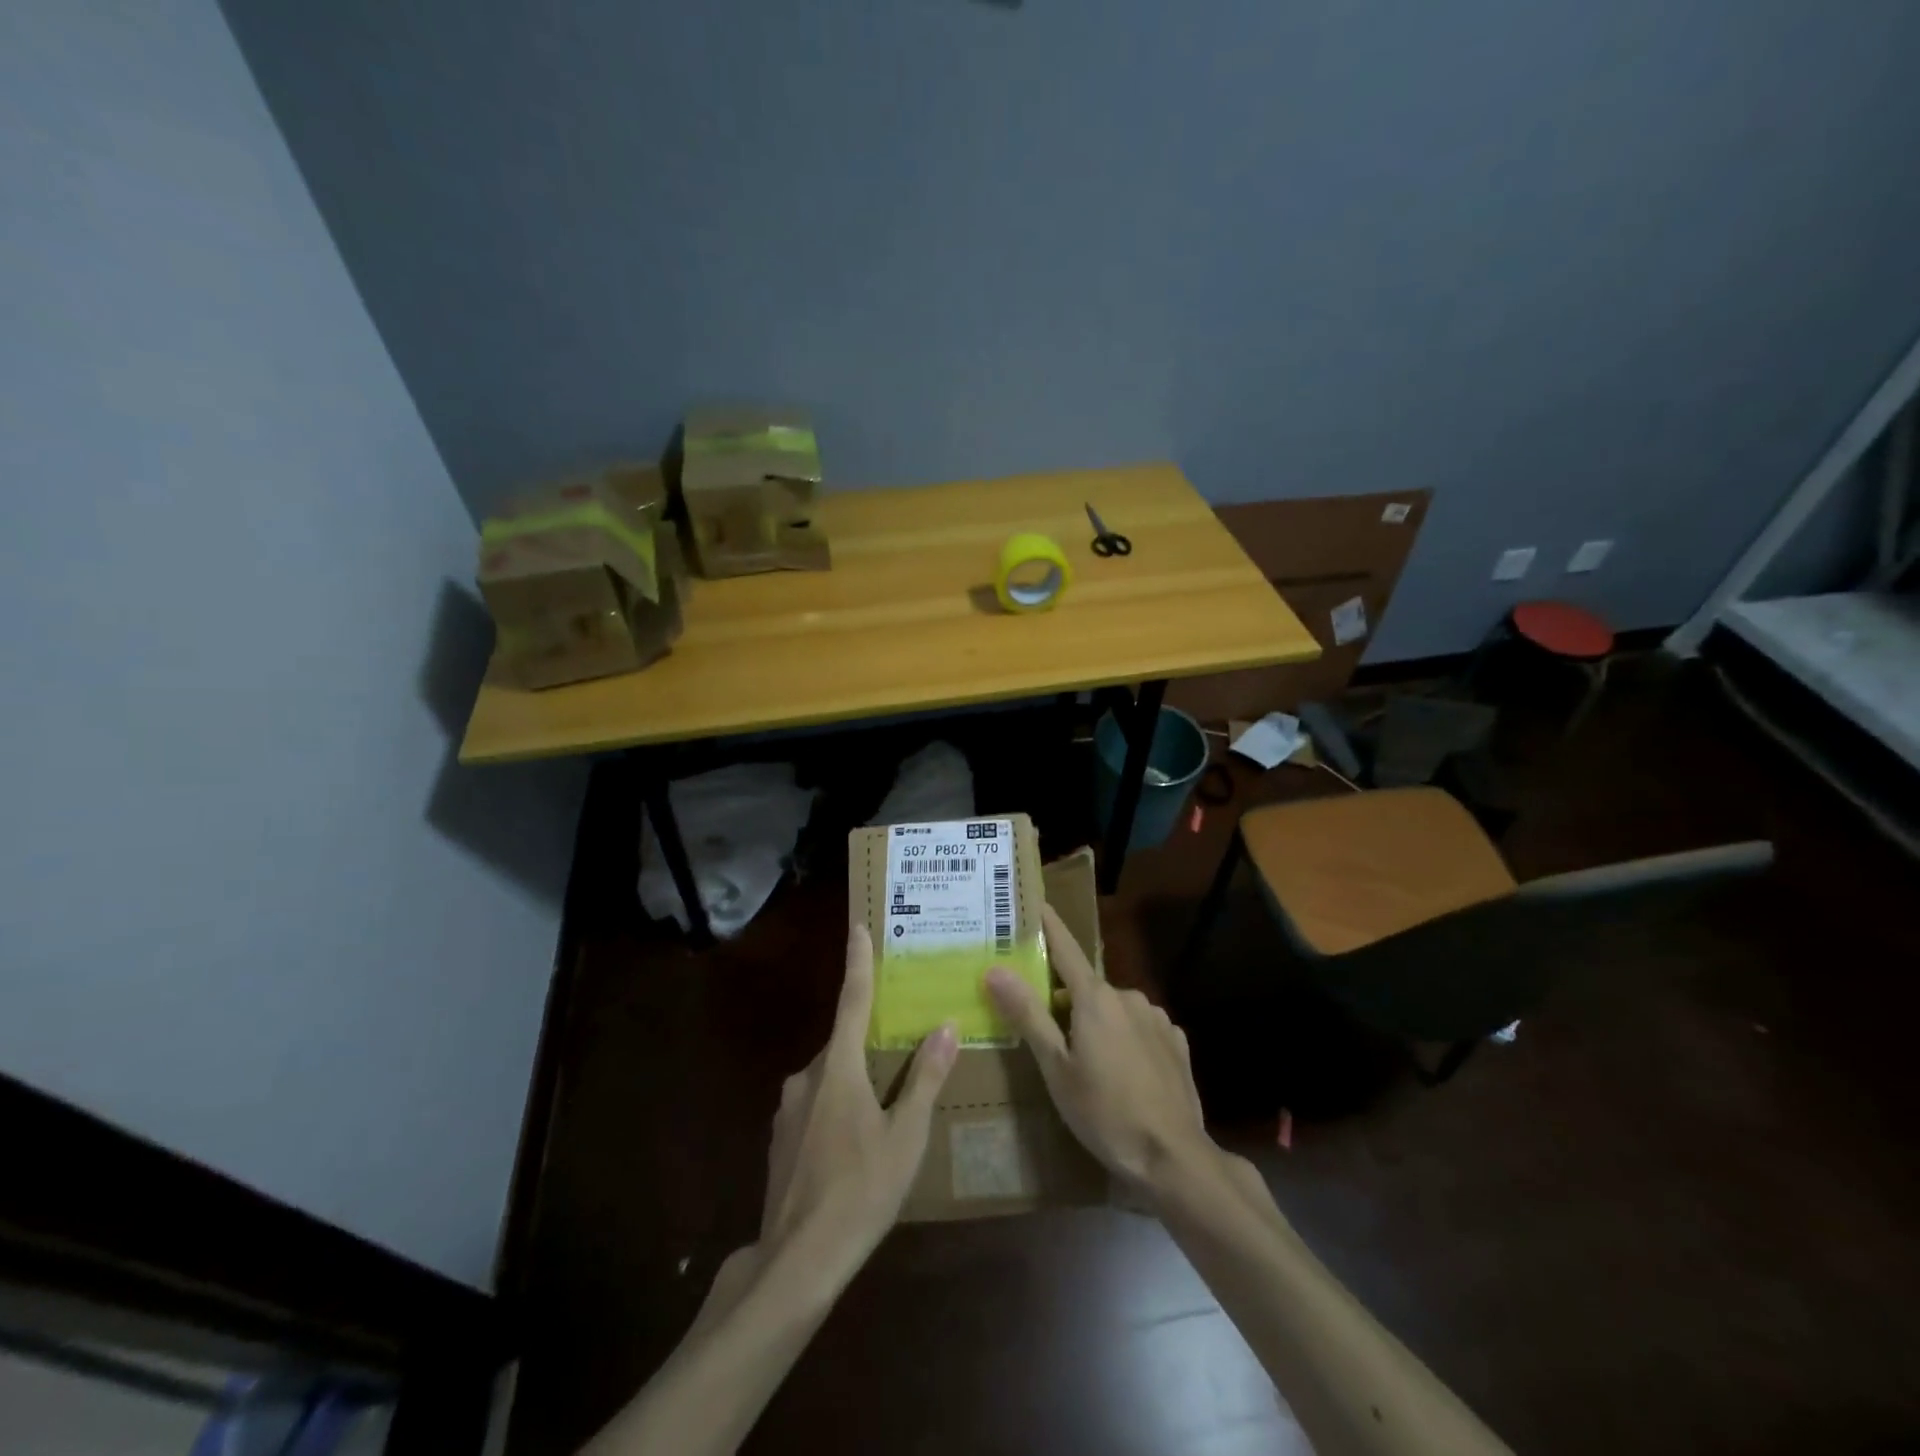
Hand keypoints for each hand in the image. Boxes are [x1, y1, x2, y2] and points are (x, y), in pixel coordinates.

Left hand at [758, 923, 957, 1276]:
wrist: (796, 1262)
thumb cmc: (861, 1191)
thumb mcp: (906, 1136)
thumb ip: (925, 1079)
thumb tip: (944, 1026)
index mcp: (838, 1068)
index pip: (852, 1000)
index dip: (857, 962)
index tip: (857, 927)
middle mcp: (806, 1077)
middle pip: (843, 1044)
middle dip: (868, 1040)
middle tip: (900, 1047)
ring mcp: (787, 1110)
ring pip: (828, 1077)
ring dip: (853, 1080)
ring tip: (883, 1107)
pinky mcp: (779, 1140)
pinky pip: (814, 1106)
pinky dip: (836, 1108)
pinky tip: (853, 1145)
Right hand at [984, 904, 1211, 1196]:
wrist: (1173, 1157)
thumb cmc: (1104, 1112)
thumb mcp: (1055, 1067)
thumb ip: (1027, 1014)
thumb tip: (994, 969)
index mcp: (1095, 998)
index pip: (1065, 948)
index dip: (1048, 925)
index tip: (1035, 902)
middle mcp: (1128, 996)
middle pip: (1086, 987)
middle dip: (1066, 1000)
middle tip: (1048, 1032)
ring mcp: (1157, 1018)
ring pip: (1114, 1009)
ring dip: (1097, 1022)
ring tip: (1087, 1063)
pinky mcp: (1176, 1042)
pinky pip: (1140, 1028)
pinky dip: (1125, 1038)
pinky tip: (1123, 1072)